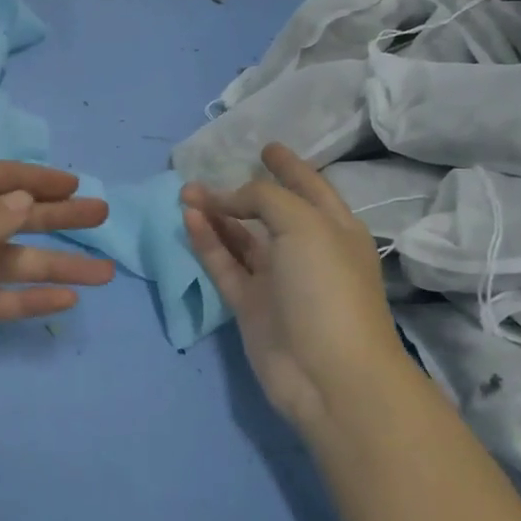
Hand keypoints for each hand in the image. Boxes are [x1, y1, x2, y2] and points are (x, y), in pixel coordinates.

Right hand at [183, 144, 410, 431]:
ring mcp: (277, 281)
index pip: (310, 188)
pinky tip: (189, 219)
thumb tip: (229, 199)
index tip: (267, 147)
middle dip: (240, 191)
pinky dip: (207, 241)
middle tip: (204, 176)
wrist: (328, 374)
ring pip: (240, 238)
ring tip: (186, 194)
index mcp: (334, 230)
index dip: (290, 166)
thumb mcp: (304, 225)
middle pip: (269, 212)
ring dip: (216, 214)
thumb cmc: (327, 289)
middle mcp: (306, 252)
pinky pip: (224, 264)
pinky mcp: (250, 305)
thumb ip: (265, 198)